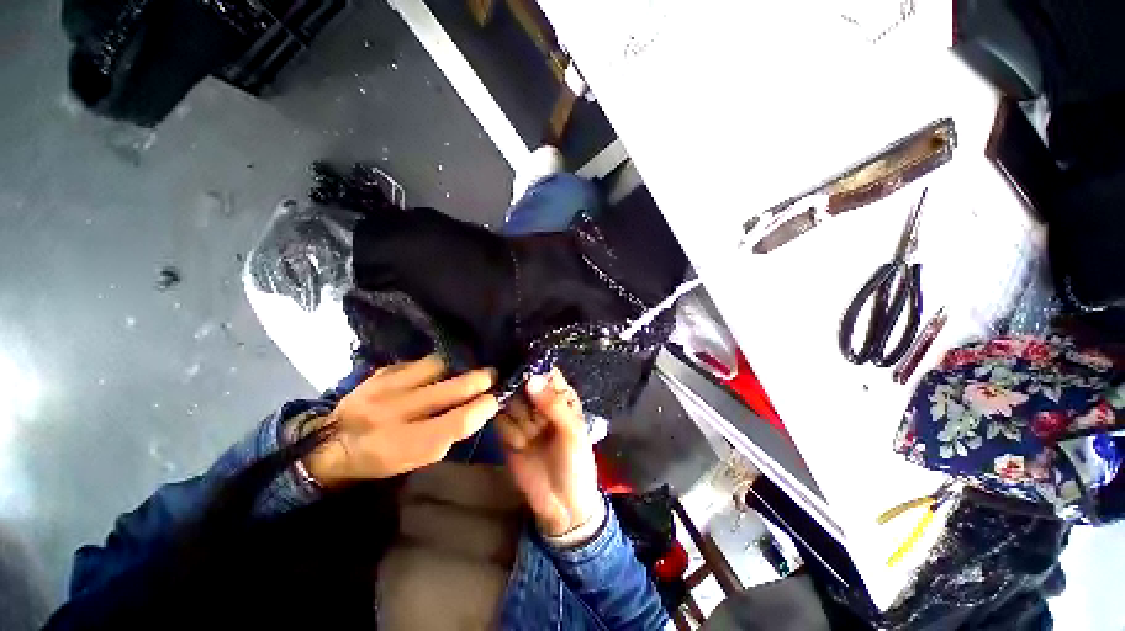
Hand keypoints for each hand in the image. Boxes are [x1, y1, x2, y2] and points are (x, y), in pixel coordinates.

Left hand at [304, 355, 498, 486]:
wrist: (328, 443)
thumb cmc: (379, 458)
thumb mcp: (413, 460)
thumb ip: (447, 435)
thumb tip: (478, 408)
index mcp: (402, 445)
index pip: (456, 423)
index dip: (482, 408)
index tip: (495, 399)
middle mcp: (393, 413)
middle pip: (450, 389)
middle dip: (479, 379)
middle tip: (493, 374)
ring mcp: (385, 387)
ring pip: (438, 367)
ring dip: (459, 367)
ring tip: (468, 368)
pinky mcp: (381, 371)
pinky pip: (421, 361)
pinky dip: (438, 365)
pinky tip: (443, 369)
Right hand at [496, 369, 601, 537]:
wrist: (561, 505)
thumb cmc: (575, 463)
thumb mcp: (572, 432)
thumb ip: (552, 404)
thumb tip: (531, 378)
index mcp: (561, 397)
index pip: (545, 373)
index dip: (533, 368)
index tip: (519, 365)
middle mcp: (540, 403)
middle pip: (522, 385)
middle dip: (520, 395)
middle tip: (524, 408)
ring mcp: (523, 418)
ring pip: (509, 402)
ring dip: (516, 417)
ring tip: (529, 435)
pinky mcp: (508, 435)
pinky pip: (500, 422)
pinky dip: (508, 432)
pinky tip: (521, 445)